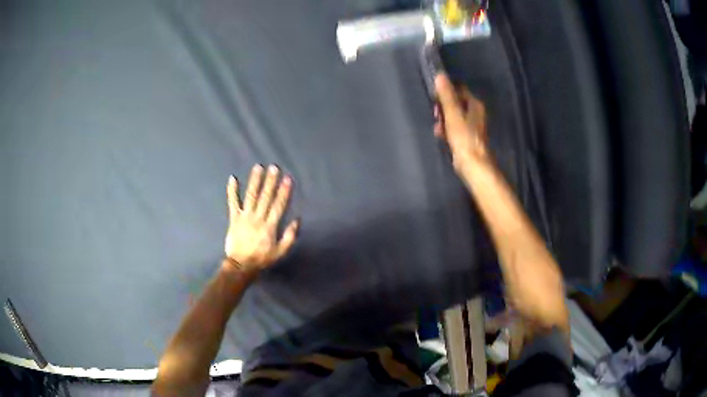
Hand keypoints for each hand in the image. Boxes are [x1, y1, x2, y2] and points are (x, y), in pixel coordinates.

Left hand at [224, 164, 298, 273]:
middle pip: (265, 197)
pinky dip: (232, 191)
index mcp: (270, 226)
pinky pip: (232, 202)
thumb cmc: (262, 258)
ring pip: (251, 196)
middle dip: (270, 181)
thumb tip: (297, 220)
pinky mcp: (234, 218)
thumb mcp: (280, 252)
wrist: (241, 265)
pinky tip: (232, 178)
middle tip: (274, 167)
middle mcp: (258, 218)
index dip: (283, 192)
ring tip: (258, 167)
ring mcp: (244, 217)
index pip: (278, 205)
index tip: (287, 179)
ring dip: (254, 181)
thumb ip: (290, 236)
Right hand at [433, 73, 488, 169]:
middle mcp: (476, 113)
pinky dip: (447, 129)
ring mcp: (472, 126)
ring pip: (454, 116)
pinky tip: (440, 135)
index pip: (458, 90)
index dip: (445, 92)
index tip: (435, 99)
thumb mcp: (453, 114)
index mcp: (475, 104)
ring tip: (437, 126)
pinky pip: (454, 128)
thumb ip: (446, 95)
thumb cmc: (463, 137)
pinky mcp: (467, 137)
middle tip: (435, 114)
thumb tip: (440, 75)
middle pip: (456, 103)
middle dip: (443, 107)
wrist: (472, 164)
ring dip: (443, 119)